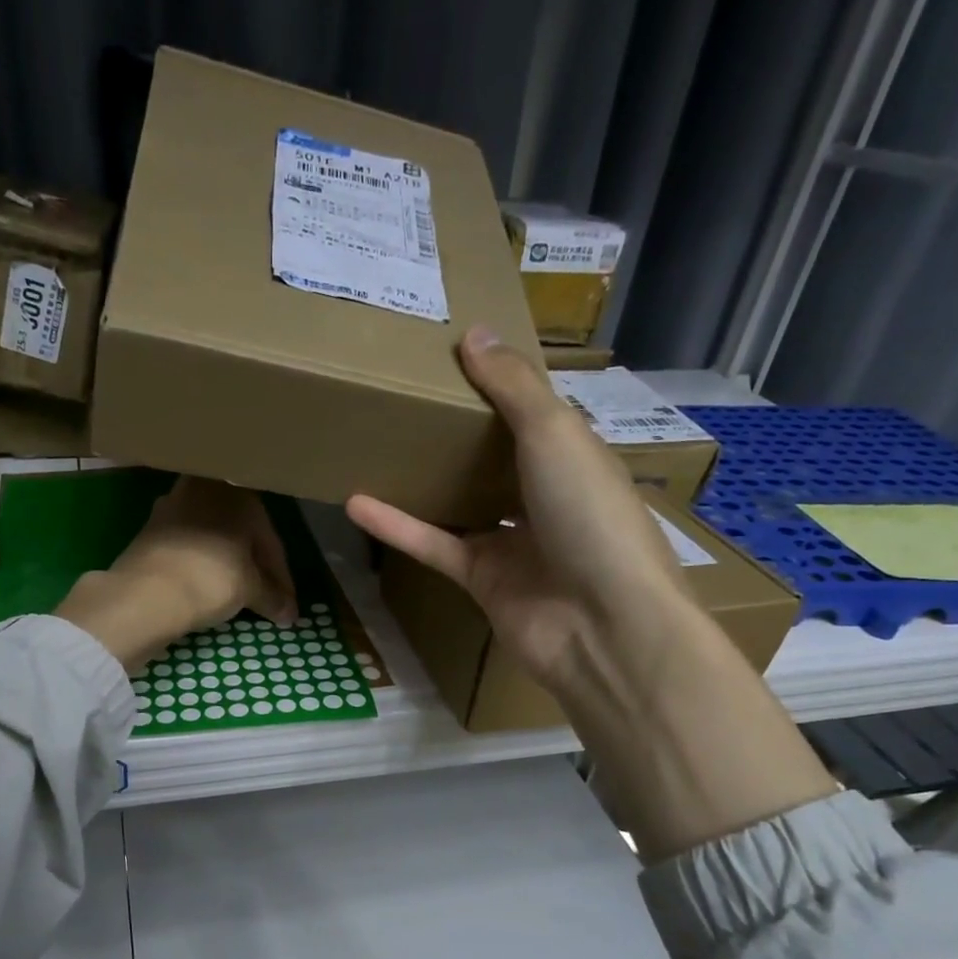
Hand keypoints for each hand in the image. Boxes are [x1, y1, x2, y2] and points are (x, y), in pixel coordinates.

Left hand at [56, 478, 296, 670]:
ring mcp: (172, 506)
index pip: (270, 540)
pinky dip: (201, 565)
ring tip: (236, 593)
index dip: (281, 578)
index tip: (287, 606)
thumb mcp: (250, 590)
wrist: (146, 593)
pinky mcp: (149, 529)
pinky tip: (206, 586)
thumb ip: (272, 597)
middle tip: (265, 597)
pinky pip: (188, 546)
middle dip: (253, 565)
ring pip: (212, 537)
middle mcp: (205, 490)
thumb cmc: (211, 579)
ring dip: (226, 562)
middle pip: (240, 534)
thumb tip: (289, 613)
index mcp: (239, 494)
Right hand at [347, 326, 688, 696]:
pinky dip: (398, 526)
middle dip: (458, 434)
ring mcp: (513, 543)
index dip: (501, 385)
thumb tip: (474, 333)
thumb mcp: (555, 434)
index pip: (535, 414)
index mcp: (576, 457)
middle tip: (406, 398)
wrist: (600, 625)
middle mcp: (546, 498)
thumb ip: (513, 388)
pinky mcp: (481, 581)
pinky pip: (434, 545)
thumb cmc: (590, 516)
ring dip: (423, 480)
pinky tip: (357, 502)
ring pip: (461, 504)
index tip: (454, 355)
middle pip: (496, 460)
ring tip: (377, 446)